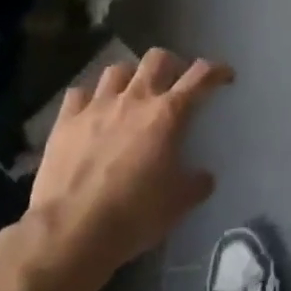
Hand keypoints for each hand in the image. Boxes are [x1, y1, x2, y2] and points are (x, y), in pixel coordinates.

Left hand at [21, 49, 232, 290]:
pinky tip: (92, 110)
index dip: (216, 70)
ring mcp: (97, 106)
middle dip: (171, 64)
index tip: (225, 75)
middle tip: (175, 83)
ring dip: (131, 77)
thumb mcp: (178, 205)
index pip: (200, 76)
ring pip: (118, 69)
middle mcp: (135, 99)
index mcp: (168, 114)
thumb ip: (196, 184)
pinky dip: (90, 97)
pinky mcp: (66, 120)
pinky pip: (80, 93)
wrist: (71, 232)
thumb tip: (205, 177)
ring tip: (132, 93)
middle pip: (157, 58)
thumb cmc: (133, 215)